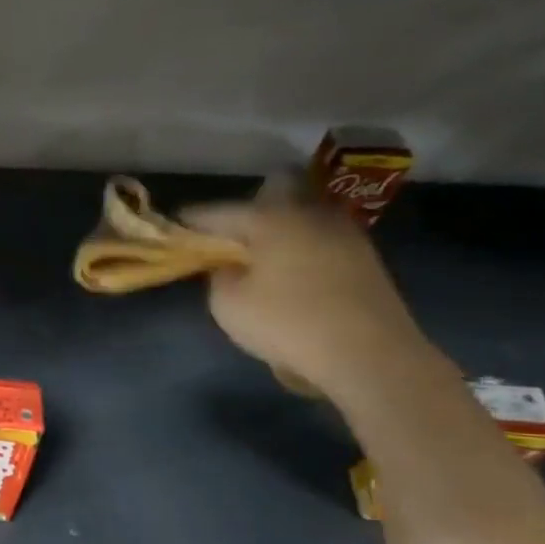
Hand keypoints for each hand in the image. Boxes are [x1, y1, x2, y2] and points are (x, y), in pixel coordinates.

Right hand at [180, 181, 437, 404]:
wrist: (369, 353)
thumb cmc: (287, 323)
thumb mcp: (228, 304)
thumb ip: (220, 276)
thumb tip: (229, 265)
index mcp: (269, 219)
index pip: (218, 211)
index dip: (192, 219)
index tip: (175, 224)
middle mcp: (308, 214)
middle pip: (275, 190)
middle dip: (249, 206)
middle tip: (229, 232)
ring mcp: (343, 233)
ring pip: (302, 214)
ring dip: (279, 226)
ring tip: (260, 252)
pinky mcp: (365, 258)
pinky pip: (320, 239)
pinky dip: (301, 246)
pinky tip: (292, 268)